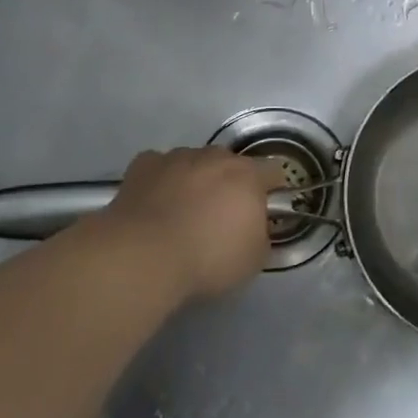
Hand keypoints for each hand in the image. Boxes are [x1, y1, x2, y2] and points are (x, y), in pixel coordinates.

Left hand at [91, 147, 284, 300]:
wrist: (143, 257)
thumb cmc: (207, 259)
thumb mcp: (253, 259)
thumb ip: (260, 235)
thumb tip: (254, 228)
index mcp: (248, 176)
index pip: (273, 172)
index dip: (271, 191)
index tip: (263, 213)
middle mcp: (215, 157)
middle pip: (230, 164)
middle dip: (229, 185)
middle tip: (220, 217)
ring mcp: (177, 158)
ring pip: (194, 163)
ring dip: (194, 181)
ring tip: (182, 214)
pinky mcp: (144, 165)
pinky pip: (159, 168)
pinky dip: (161, 182)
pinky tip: (154, 205)